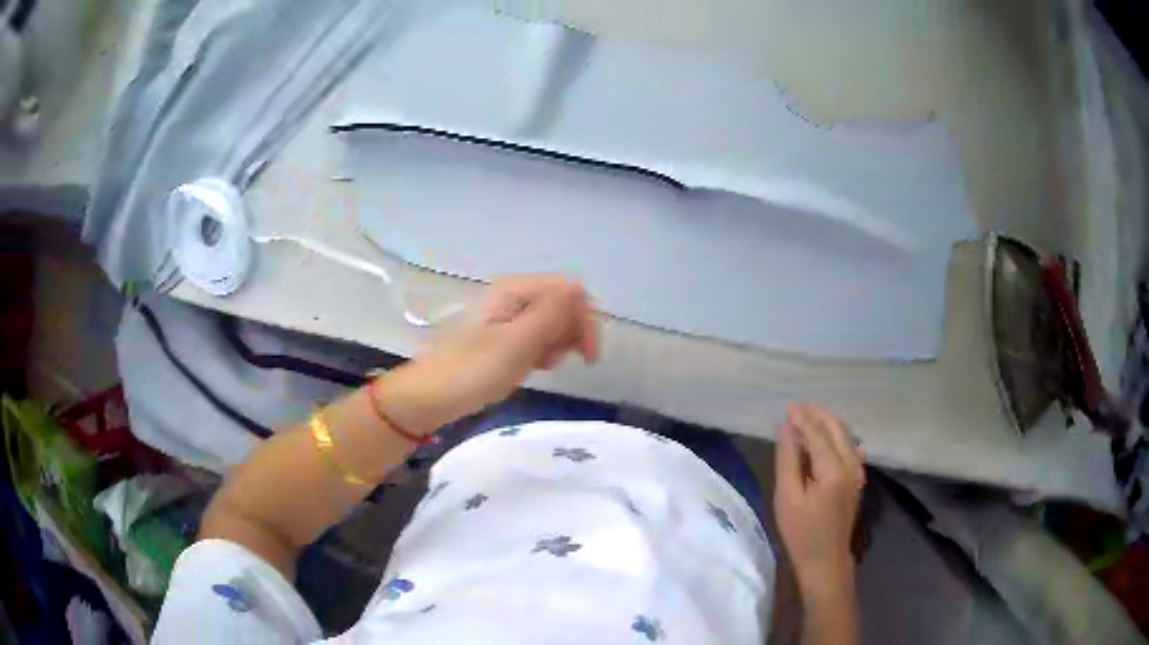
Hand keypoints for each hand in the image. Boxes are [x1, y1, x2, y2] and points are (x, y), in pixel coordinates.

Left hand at [382, 275, 600, 432]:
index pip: (571, 291)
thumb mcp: (517, 343)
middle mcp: (513, 295)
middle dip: (570, 334)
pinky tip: (529, 367)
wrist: (430, 396)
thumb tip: (580, 288)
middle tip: (554, 362)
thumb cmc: (473, 370)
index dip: (586, 319)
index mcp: (515, 289)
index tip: (588, 356)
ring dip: (555, 345)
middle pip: (563, 305)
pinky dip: (540, 352)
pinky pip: (535, 337)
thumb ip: (551, 314)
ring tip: (537, 366)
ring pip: (552, 323)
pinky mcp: (503, 334)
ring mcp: (507, 315)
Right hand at [774, 404, 864, 595]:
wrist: (826, 560)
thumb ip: (788, 460)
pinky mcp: (856, 479)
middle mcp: (851, 464)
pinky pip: (848, 446)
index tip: (786, 408)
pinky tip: (823, 438)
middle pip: (836, 428)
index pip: (818, 433)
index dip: (802, 418)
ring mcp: (857, 471)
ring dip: (826, 423)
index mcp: (833, 469)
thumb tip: (786, 429)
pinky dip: (835, 435)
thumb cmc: (801, 533)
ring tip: (805, 418)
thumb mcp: (787, 498)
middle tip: (795, 408)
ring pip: (845, 435)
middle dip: (816, 414)